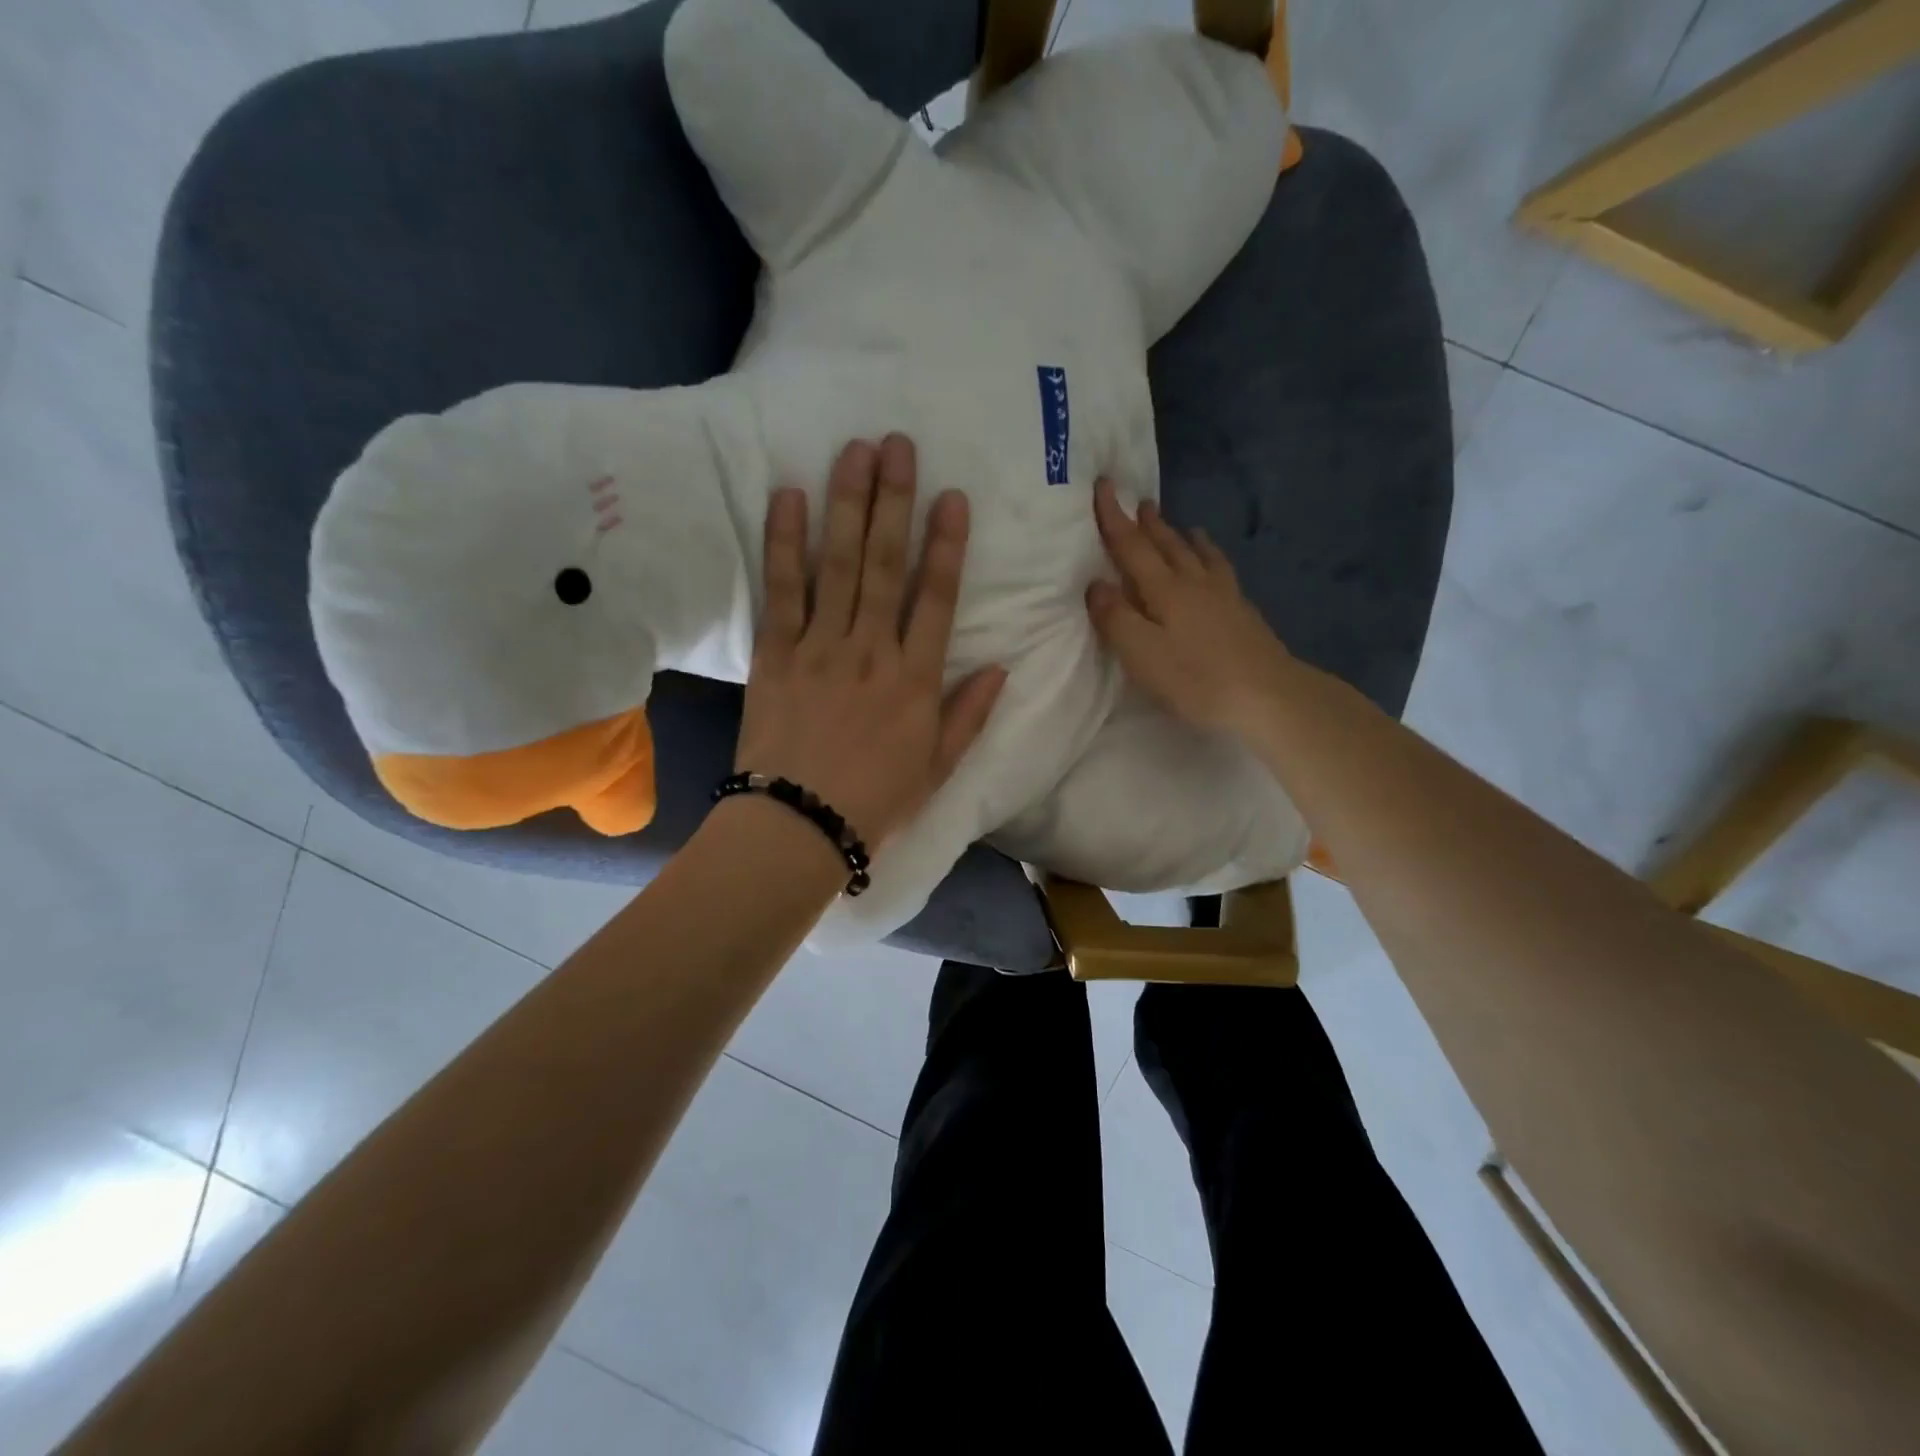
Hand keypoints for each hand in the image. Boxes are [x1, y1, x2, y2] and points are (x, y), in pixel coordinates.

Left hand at [734, 434, 1006, 853]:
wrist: (798, 826)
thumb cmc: (874, 802)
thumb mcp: (937, 768)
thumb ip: (968, 715)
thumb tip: (1001, 668)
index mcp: (915, 679)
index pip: (936, 598)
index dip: (947, 545)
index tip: (952, 497)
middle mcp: (871, 650)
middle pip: (885, 564)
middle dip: (894, 501)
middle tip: (897, 445)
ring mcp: (820, 647)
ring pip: (837, 565)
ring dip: (846, 504)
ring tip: (853, 451)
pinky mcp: (775, 654)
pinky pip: (782, 590)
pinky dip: (785, 543)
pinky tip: (789, 497)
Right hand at [1086, 478, 1293, 739]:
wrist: (1268, 696)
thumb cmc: (1195, 678)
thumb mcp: (1142, 653)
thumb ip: (1115, 618)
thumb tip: (1096, 584)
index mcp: (1165, 590)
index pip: (1132, 547)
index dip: (1115, 518)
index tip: (1104, 486)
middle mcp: (1195, 584)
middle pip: (1168, 545)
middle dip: (1150, 524)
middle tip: (1141, 502)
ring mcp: (1225, 596)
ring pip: (1199, 556)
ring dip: (1184, 538)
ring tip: (1182, 525)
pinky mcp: (1244, 614)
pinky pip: (1222, 572)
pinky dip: (1212, 558)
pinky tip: (1217, 566)